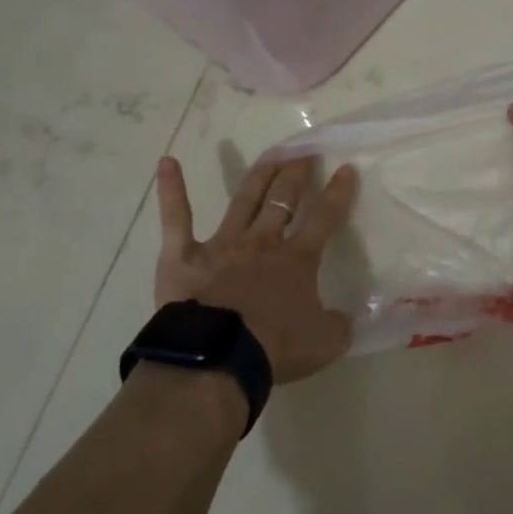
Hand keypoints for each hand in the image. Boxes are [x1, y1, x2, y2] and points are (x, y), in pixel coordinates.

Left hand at [153, 155, 359, 383]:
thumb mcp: (325, 343)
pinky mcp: (183, 255)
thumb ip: (340, 325)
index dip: (338, 193)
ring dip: (260, 174)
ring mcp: (221, 244)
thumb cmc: (274, 349)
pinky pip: (176, 218)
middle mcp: (262, 242)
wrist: (216, 360)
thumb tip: (345, 317)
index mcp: (297, 259)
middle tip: (304, 153)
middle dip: (297, 172)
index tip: (346, 169)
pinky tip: (167, 162)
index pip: (325, 217)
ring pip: (244, 198)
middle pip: (283, 198)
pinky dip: (172, 189)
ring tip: (273, 153)